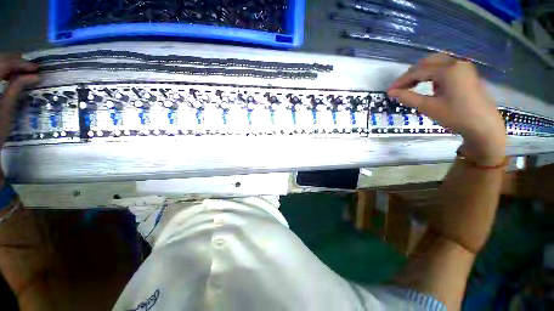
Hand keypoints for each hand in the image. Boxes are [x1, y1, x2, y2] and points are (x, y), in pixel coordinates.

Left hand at [0, 54, 39, 147]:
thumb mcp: (6, 108)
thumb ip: (17, 88)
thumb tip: (35, 75)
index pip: (5, 64)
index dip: (21, 64)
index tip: (37, 68)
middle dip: (15, 61)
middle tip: (30, 65)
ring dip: (8, 64)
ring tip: (21, 69)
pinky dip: (3, 71)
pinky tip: (9, 75)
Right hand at [387, 53, 505, 163]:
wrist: (484, 126)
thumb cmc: (456, 116)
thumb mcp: (428, 107)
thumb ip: (408, 97)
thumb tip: (391, 92)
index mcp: (448, 70)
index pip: (418, 71)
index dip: (401, 81)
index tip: (389, 91)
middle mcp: (456, 63)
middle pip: (428, 62)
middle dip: (411, 74)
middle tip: (400, 88)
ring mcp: (464, 68)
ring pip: (437, 64)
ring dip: (422, 73)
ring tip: (412, 86)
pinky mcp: (467, 74)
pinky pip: (446, 68)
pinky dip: (433, 74)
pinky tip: (430, 86)